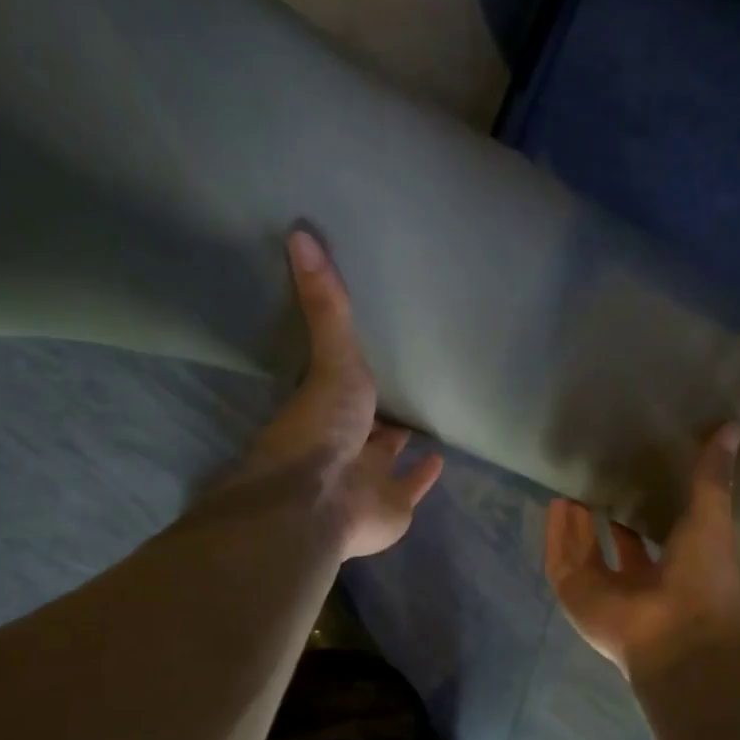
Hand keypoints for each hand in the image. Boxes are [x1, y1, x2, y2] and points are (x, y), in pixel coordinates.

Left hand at [244, 229, 443, 558]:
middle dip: (380, 413)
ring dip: (400, 445)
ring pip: (387, 459)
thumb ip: (325, 306)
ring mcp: (368, 480)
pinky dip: (426, 475)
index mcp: (328, 412)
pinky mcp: (394, 507)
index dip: (355, 376)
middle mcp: (346, 446)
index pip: (344, 390)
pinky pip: (413, 487)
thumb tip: (298, 232)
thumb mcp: (330, 358)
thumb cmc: (322, 428)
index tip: (370, 356)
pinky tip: (441, 459)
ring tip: (422, 422)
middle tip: (401, 390)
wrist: (320, 500)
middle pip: (366, 426)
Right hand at [544, 424, 739, 680]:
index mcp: (675, 572)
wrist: (681, 637)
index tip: (633, 480)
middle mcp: (637, 585)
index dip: (640, 512)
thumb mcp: (713, 518)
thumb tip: (732, 426)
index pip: (651, 539)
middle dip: (602, 517)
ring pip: (582, 553)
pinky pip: (560, 562)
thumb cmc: (705, 580)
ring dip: (575, 523)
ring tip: (569, 486)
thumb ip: (712, 475)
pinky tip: (554, 503)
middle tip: (594, 480)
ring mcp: (604, 594)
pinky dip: (556, 535)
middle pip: (611, 546)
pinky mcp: (577, 597)